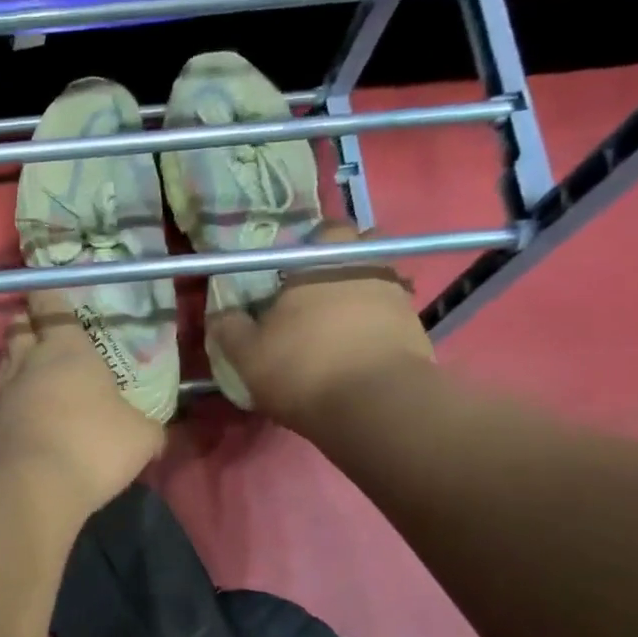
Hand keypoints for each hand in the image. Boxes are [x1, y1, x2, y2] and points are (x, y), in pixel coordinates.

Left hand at [0, 289, 164, 513]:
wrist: (34, 488)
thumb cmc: (94, 445)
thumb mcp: (141, 436)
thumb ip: (147, 426)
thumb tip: (155, 432)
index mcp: (67, 349)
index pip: (51, 308)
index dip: (48, 297)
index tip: (45, 289)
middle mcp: (30, 363)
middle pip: (18, 329)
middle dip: (26, 323)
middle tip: (38, 327)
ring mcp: (6, 395)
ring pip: (5, 362)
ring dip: (16, 358)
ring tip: (32, 365)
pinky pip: (3, 399)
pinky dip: (15, 397)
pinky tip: (30, 409)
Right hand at [209, 221, 435, 432]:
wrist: (375, 405)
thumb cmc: (302, 367)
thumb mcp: (247, 355)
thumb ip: (230, 329)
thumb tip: (220, 313)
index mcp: (321, 261)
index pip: (323, 231)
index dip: (310, 248)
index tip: (294, 273)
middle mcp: (366, 266)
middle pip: (359, 252)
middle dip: (343, 267)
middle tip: (318, 298)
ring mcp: (398, 296)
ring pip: (379, 285)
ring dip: (362, 300)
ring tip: (339, 332)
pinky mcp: (417, 329)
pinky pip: (392, 319)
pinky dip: (378, 330)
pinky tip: (359, 354)